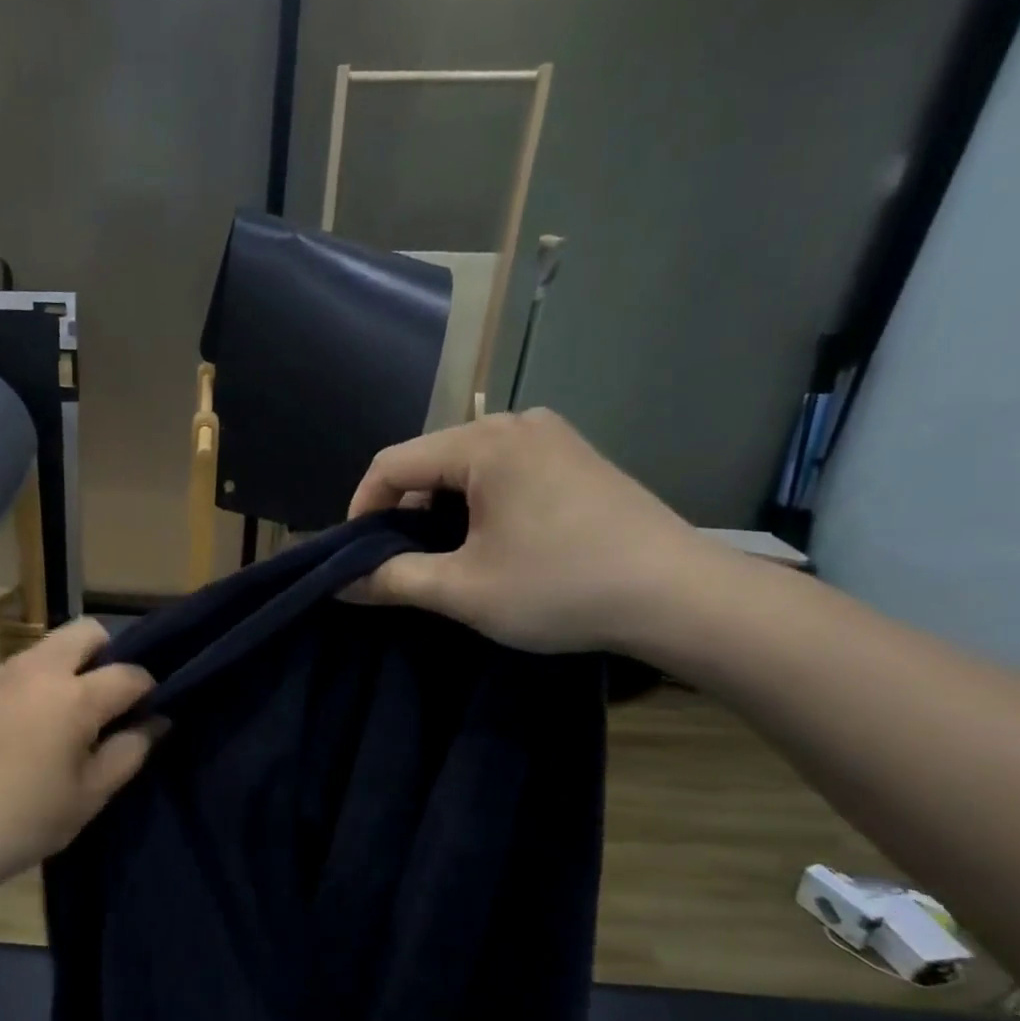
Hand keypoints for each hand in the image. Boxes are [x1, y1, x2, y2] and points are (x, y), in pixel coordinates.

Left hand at [0, 618, 156, 892]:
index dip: (148, 689)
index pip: (129, 672)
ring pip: (48, 647)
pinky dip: (35, 682)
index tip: (148, 712)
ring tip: (64, 717)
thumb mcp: (88, 796)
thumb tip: (156, 721)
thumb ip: (129, 752)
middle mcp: (37, 670)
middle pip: (86, 632)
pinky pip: (17, 669)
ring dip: (69, 666)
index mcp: (74, 697)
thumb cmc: (21, 822)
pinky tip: (24, 728)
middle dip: (109, 654)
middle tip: (106, 701)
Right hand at [346, 408, 718, 653]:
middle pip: (428, 462)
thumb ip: (392, 579)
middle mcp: (516, 423)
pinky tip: (490, 543)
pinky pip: (502, 471)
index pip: (392, 464)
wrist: (680, 596)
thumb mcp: (462, 590)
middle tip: (400, 564)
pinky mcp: (576, 457)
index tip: (356, 558)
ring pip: (465, 468)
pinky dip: (477, 504)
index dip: (361, 510)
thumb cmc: (560, 587)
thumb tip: (339, 583)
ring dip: (440, 512)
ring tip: (443, 558)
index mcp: (484, 444)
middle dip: (402, 513)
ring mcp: (552, 437)